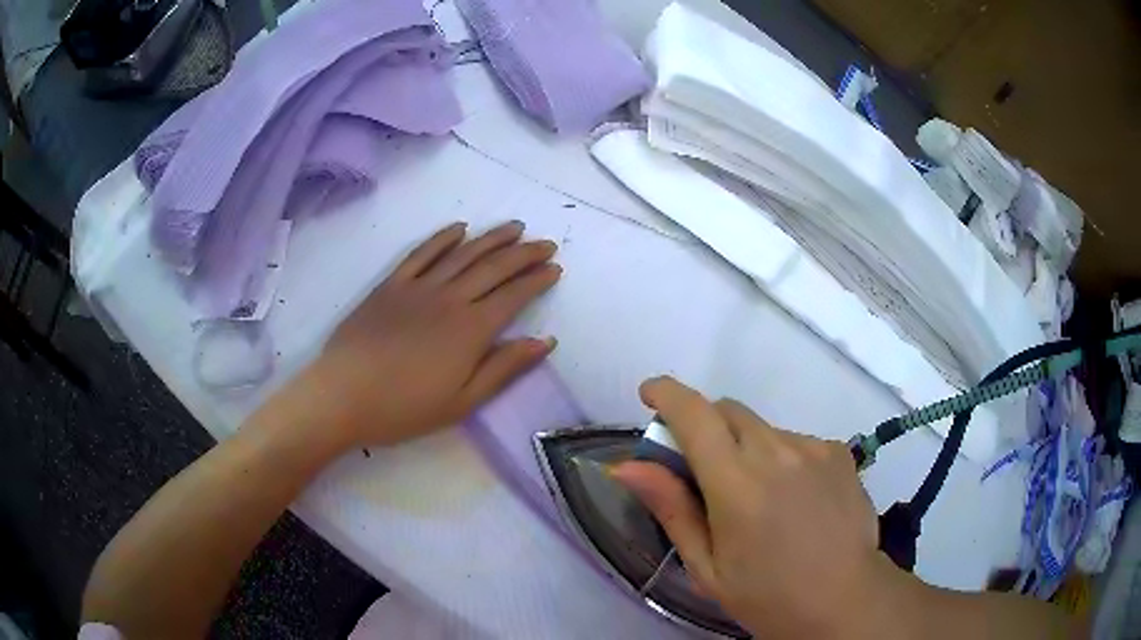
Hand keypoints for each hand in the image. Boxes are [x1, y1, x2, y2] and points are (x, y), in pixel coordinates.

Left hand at [289, 221, 560, 448]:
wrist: (344, 395)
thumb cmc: (404, 408)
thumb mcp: (462, 402)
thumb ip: (504, 368)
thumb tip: (545, 341)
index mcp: (471, 330)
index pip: (513, 295)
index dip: (537, 280)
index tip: (555, 268)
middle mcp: (449, 299)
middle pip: (494, 268)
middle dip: (524, 253)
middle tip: (545, 243)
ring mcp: (418, 287)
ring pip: (462, 254)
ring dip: (491, 238)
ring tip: (513, 227)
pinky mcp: (391, 285)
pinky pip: (421, 253)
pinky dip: (442, 238)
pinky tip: (459, 229)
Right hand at [613, 377, 911, 639]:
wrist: (844, 599)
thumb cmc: (767, 595)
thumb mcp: (707, 566)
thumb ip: (671, 509)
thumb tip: (626, 466)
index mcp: (737, 484)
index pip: (695, 415)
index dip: (667, 394)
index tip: (649, 394)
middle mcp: (777, 452)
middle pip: (728, 411)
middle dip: (705, 427)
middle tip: (703, 472)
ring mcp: (813, 448)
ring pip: (762, 428)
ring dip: (744, 447)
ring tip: (757, 498)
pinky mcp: (838, 451)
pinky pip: (794, 440)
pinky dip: (779, 457)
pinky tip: (792, 498)